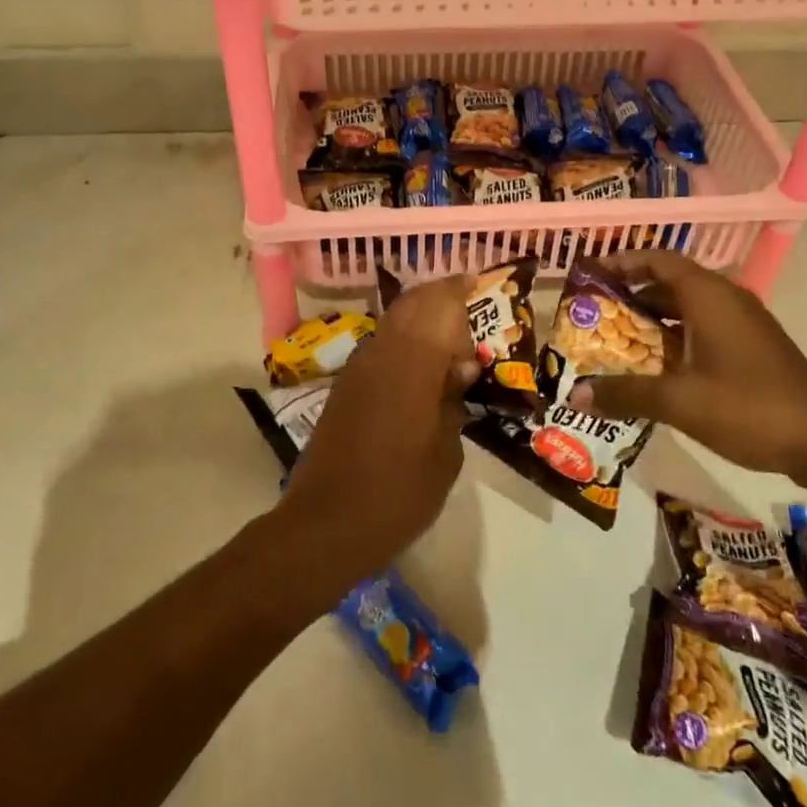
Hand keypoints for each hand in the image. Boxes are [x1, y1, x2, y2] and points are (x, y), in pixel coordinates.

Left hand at [274, 276, 475, 579]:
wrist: (326, 523)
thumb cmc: (399, 493)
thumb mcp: (445, 453)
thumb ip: (453, 401)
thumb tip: (460, 368)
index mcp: (412, 362)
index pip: (438, 303)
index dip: (459, 288)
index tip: (479, 284)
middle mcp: (382, 352)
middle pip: (412, 303)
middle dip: (440, 298)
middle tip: (468, 309)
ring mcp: (358, 367)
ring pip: (393, 322)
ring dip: (421, 319)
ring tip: (449, 340)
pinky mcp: (344, 386)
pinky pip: (380, 346)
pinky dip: (403, 341)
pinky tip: (420, 368)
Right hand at [566, 251, 806, 488]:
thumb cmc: (749, 407)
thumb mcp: (679, 401)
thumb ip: (625, 393)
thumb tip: (576, 395)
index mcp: (708, 296)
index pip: (658, 259)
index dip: (622, 262)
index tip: (591, 275)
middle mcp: (727, 299)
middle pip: (670, 282)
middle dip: (631, 294)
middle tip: (595, 314)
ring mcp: (744, 323)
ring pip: (688, 308)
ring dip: (653, 319)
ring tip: (617, 341)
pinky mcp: (754, 347)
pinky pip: (704, 328)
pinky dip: (676, 337)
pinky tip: (658, 368)